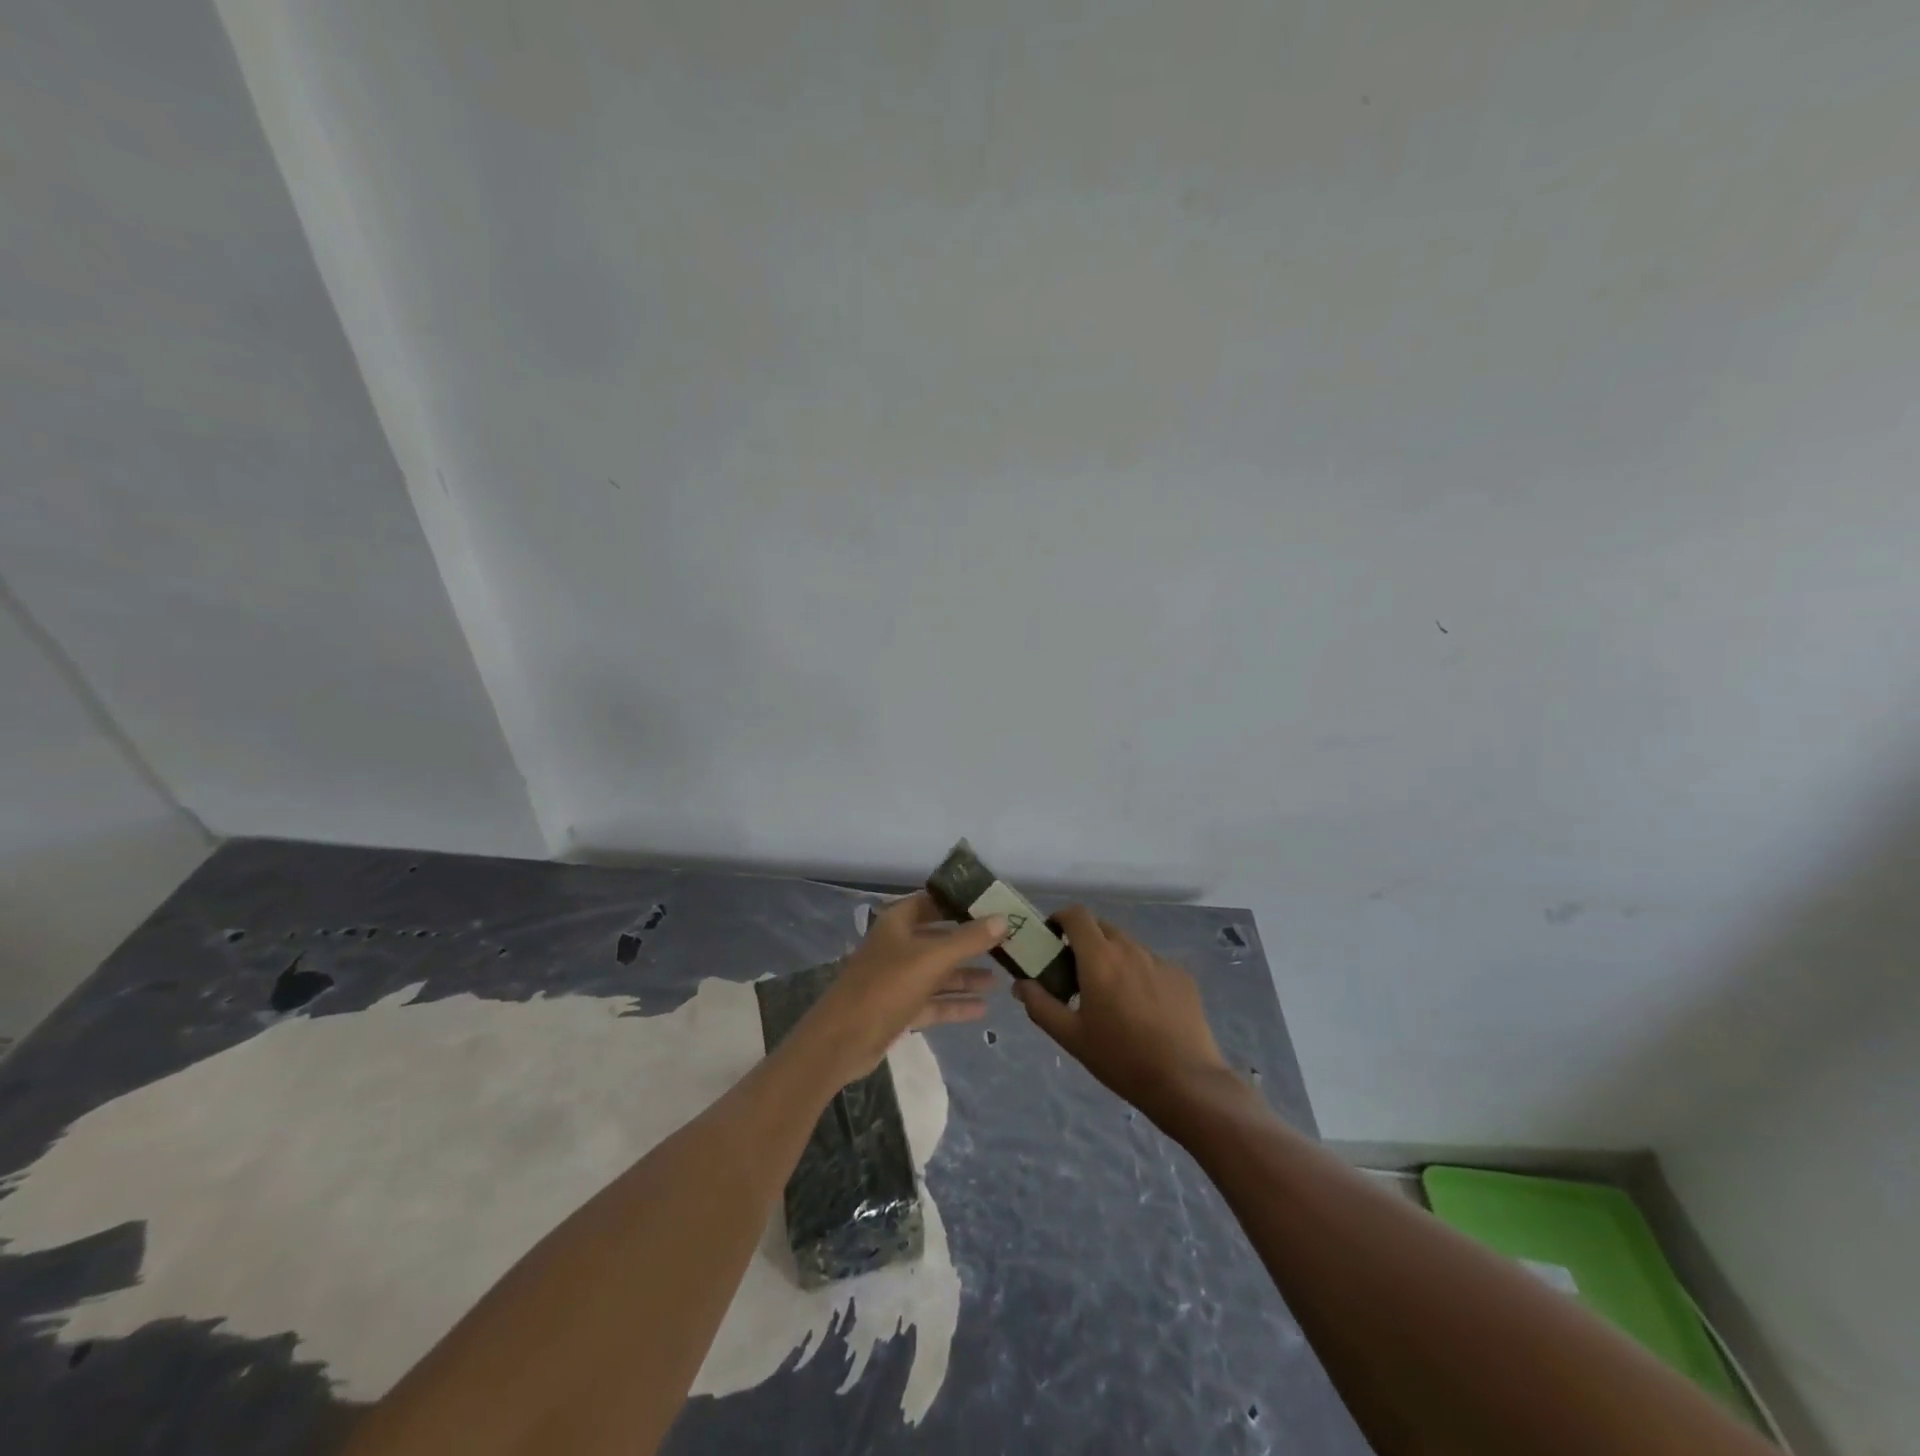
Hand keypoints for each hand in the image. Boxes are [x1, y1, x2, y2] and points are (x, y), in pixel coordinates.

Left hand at [802, 891, 1005, 1083]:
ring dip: (966, 975)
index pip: (932, 902)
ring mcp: (897, 979)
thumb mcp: (931, 959)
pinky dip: (955, 1003)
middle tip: (1005, 943)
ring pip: (938, 972)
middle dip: (969, 942)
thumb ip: (969, 940)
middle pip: (938, 938)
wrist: (842, 1041)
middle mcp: (897, 946)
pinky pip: (933, 1001)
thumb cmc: (885, 987)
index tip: (992, 905)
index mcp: (898, 923)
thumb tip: (1003, 919)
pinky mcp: (899, 1009)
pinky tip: (983, 1008)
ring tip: (1000, 979)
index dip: (959, 902)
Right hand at [1014, 906, 1235, 1125]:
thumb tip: (1021, 984)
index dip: (1060, 918)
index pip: (1076, 914)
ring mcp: (1159, 961)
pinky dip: (1139, 974)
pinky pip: (1152, 964)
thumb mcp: (1071, 1037)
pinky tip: (1143, 1009)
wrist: (1185, 1082)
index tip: (1052, 939)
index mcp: (1099, 957)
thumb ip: (1040, 1005)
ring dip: (1112, 958)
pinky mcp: (1182, 976)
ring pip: (1127, 946)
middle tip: (1077, 973)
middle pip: (1101, 927)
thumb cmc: (1120, 1058)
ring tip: (1112, 996)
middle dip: (1085, 941)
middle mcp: (1130, 949)